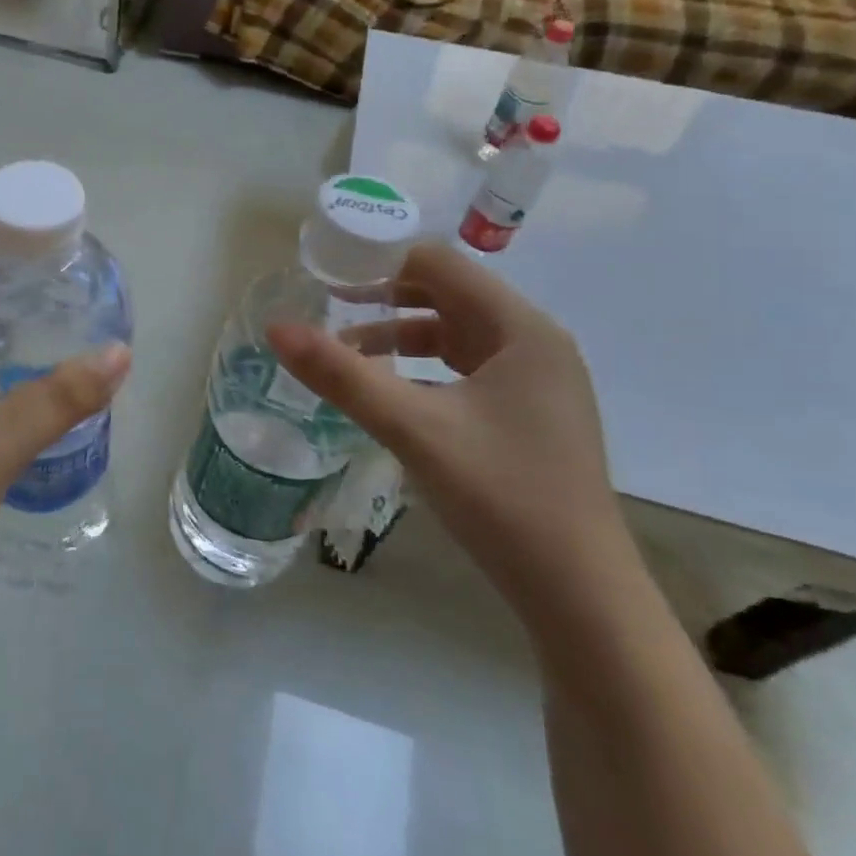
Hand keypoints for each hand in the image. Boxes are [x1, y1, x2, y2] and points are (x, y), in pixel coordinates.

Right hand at [268, 243, 634, 628]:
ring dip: (400, 336)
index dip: (379, 261)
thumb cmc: (501, 496)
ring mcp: (536, 381)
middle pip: (448, 295)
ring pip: (455, 335)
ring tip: (347, 352)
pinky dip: (422, 369)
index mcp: (521, 328)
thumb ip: (341, 374)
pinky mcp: (529, 414)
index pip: (440, 263)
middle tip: (326, 307)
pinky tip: (390, 393)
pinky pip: (466, 369)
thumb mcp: (413, 428)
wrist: (579, 595)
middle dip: (384, 298)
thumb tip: (276, 328)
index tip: (327, 274)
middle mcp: (534, 343)